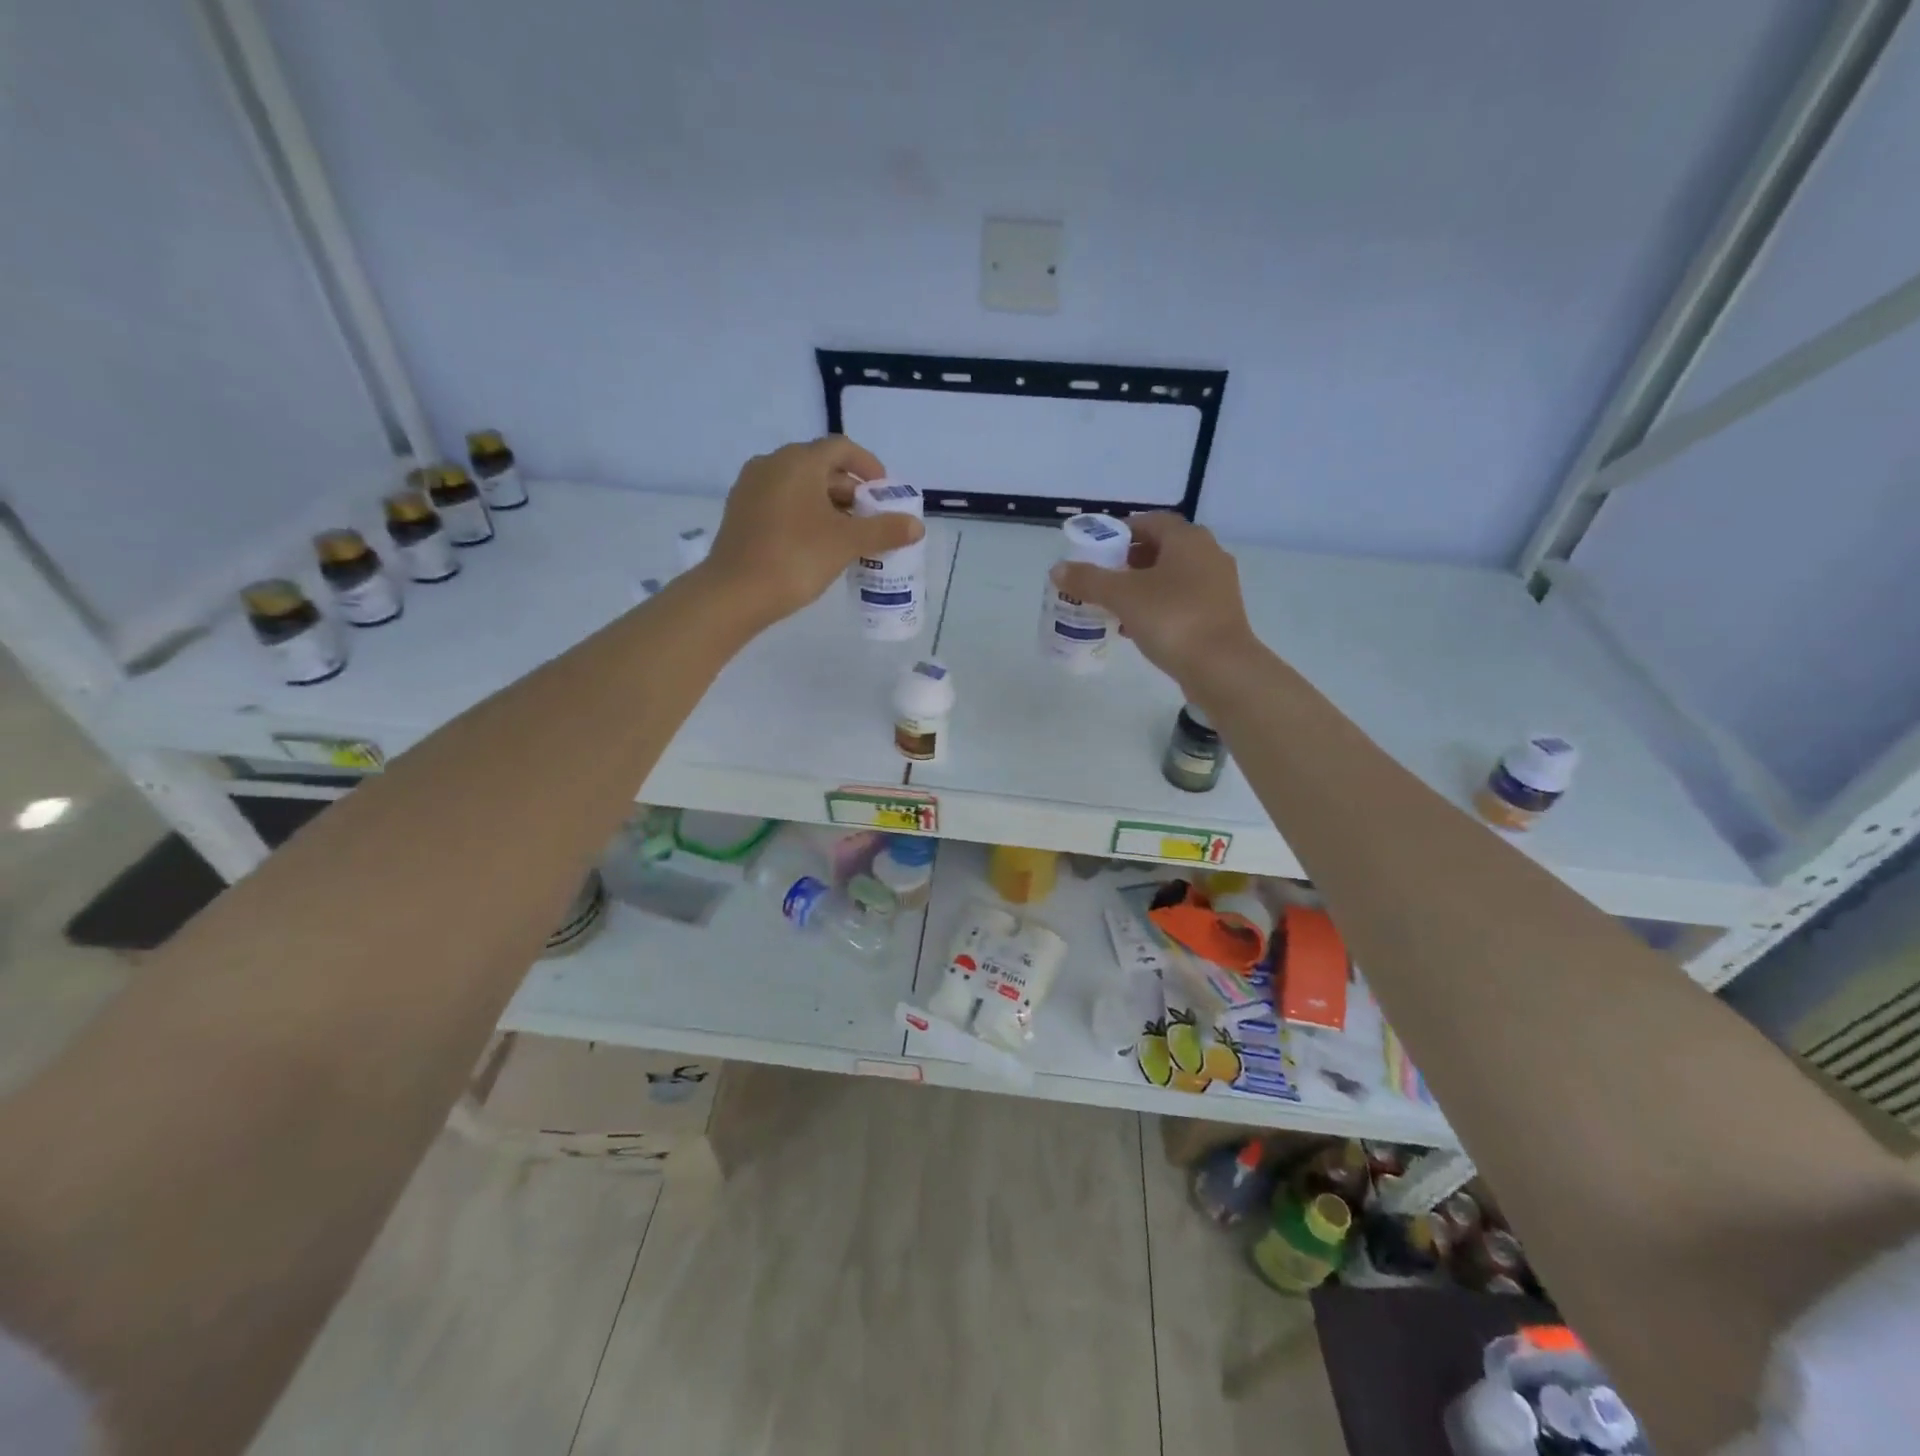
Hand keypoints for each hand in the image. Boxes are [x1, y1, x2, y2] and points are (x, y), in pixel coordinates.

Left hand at [703, 436, 924, 624]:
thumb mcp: (847, 543)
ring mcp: (751, 487)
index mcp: (799, 461)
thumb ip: (884, 530)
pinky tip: (816, 544)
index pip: (841, 448)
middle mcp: (772, 464)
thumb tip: (916, 525)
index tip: (884, 492)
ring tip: (847, 536)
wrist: (735, 592)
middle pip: (820, 467)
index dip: (868, 466)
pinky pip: (781, 503)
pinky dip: (805, 515)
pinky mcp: (740, 512)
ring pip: (800, 487)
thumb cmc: (796, 558)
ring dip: (828, 505)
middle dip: (850, 491)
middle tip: (870, 520)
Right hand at [1049, 512, 1259, 692]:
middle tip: (1102, 576)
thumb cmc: (1171, 619)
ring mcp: (1217, 586)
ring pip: (1171, 577)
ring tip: (1112, 604)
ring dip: (1142, 586)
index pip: (1150, 522)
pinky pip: (1181, 600)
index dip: (1121, 531)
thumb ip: (1088, 580)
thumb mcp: (1122, 596)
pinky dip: (1156, 606)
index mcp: (1188, 540)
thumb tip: (1058, 569)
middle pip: (1161, 549)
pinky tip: (1134, 627)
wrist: (1220, 667)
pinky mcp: (1218, 614)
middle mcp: (1208, 555)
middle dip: (1128, 561)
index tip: (1097, 548)